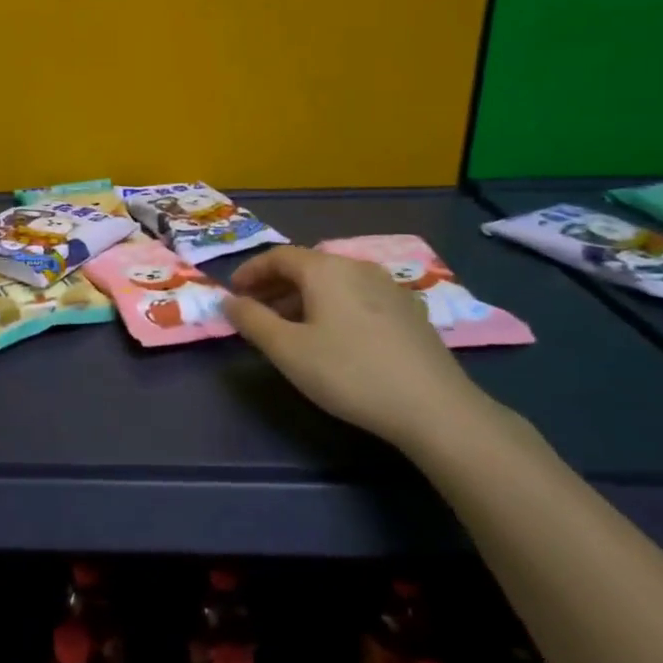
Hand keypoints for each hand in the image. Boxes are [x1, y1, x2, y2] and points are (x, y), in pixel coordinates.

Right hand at [222, 246, 486, 446]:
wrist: (434, 407)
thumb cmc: (349, 372)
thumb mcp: (288, 350)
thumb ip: (252, 321)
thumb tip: (228, 301)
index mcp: (326, 269)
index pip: (278, 256)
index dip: (250, 271)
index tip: (232, 294)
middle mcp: (357, 267)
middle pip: (307, 267)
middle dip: (274, 286)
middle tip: (255, 312)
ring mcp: (389, 288)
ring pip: (333, 283)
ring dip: (302, 298)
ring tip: (288, 328)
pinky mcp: (409, 312)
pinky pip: (356, 297)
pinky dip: (331, 307)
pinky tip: (332, 338)